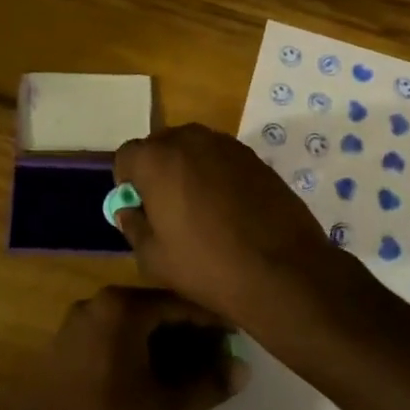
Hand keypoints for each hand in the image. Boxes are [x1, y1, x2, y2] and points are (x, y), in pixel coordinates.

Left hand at [0, 286, 247, 409]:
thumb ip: (207, 385)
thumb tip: (243, 369)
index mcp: (123, 307)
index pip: (180, 303)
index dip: (212, 322)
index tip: (238, 338)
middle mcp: (99, 302)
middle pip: (156, 310)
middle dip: (189, 334)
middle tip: (219, 359)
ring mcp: (78, 321)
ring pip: (134, 324)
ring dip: (164, 344)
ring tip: (193, 372)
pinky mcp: (66, 343)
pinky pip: (114, 336)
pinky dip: (138, 350)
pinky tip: (154, 378)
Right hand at [113, 123, 370, 330]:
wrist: (283, 270)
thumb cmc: (207, 265)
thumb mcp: (154, 258)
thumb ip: (133, 226)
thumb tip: (128, 210)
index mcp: (157, 159)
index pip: (126, 155)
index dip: (127, 182)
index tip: (138, 208)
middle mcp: (190, 139)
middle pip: (160, 145)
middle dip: (157, 170)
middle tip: (167, 208)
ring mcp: (226, 145)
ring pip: (193, 149)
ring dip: (188, 169)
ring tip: (200, 209)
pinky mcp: (254, 156)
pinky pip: (221, 158)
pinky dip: (216, 174)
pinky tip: (228, 208)